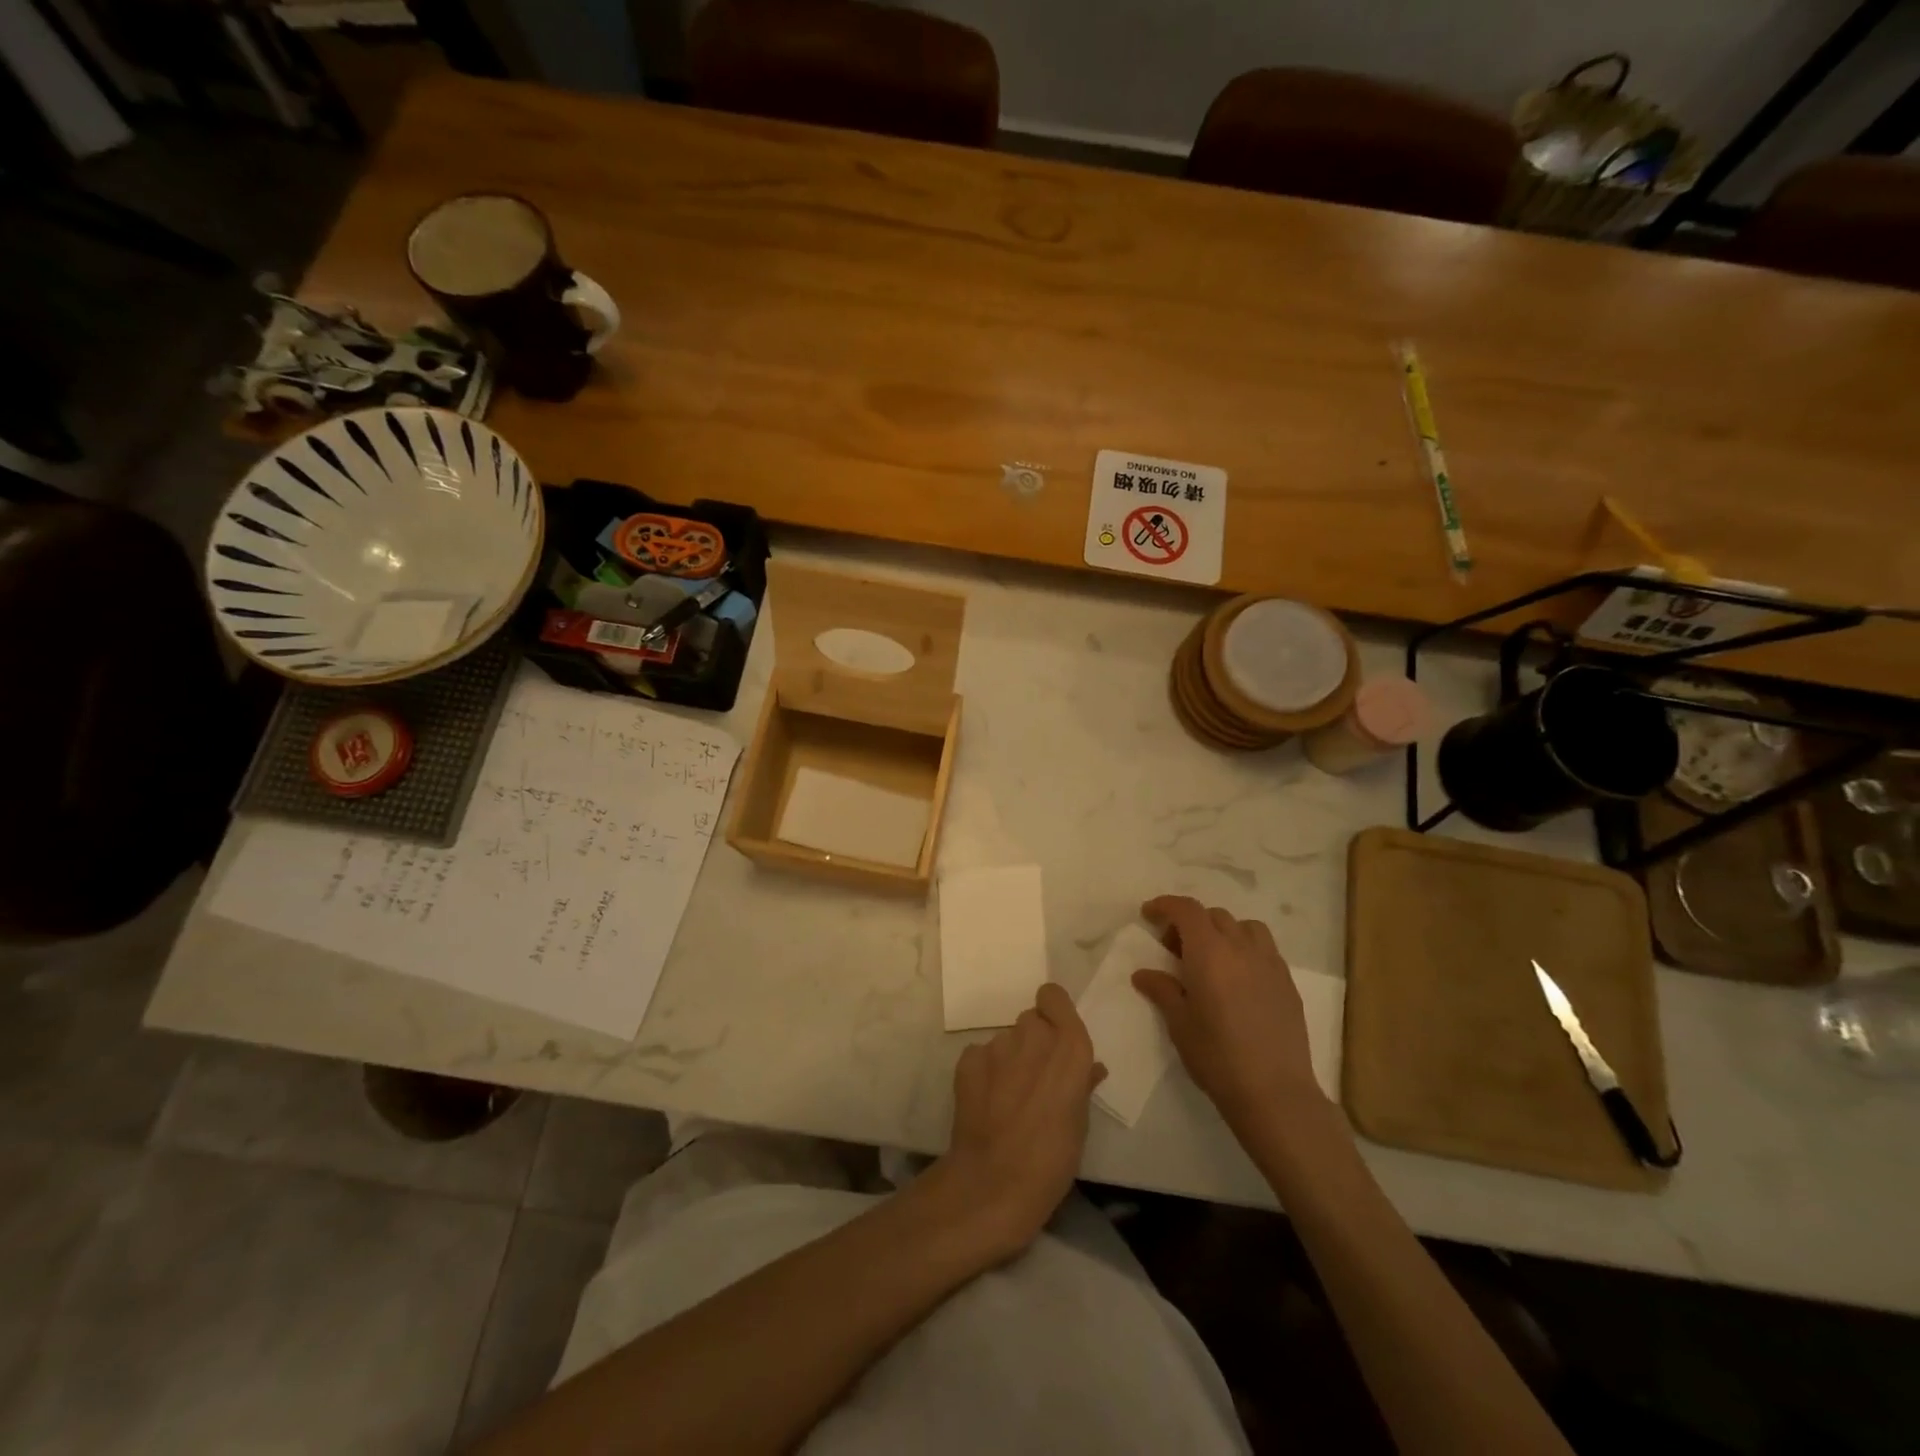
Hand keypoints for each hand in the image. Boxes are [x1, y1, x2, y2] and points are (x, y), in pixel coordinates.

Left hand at [933, 983, 1105, 1259]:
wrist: (995, 1182)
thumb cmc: (1053, 1158)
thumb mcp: (1080, 1122)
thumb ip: (1082, 1083)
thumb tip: (1089, 1069)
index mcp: (1069, 1046)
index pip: (1054, 996)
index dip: (1053, 1012)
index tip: (1056, 1037)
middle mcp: (1033, 1035)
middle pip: (1031, 1020)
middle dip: (1033, 1041)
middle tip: (1034, 1077)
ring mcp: (997, 1045)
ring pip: (1006, 1039)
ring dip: (1010, 1058)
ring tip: (1009, 1097)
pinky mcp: (968, 1059)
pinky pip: (981, 1055)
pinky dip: (984, 1071)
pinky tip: (986, 1101)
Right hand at [1132, 895, 1325, 1137]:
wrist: (1274, 1092)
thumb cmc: (1217, 1055)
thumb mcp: (1179, 1023)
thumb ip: (1162, 990)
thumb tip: (1143, 974)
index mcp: (1209, 952)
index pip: (1186, 910)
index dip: (1165, 905)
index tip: (1149, 915)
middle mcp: (1241, 948)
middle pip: (1214, 916)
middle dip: (1190, 922)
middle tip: (1174, 949)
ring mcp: (1269, 963)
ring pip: (1244, 927)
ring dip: (1223, 931)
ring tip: (1212, 958)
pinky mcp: (1287, 983)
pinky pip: (1264, 949)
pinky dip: (1245, 949)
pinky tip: (1238, 979)